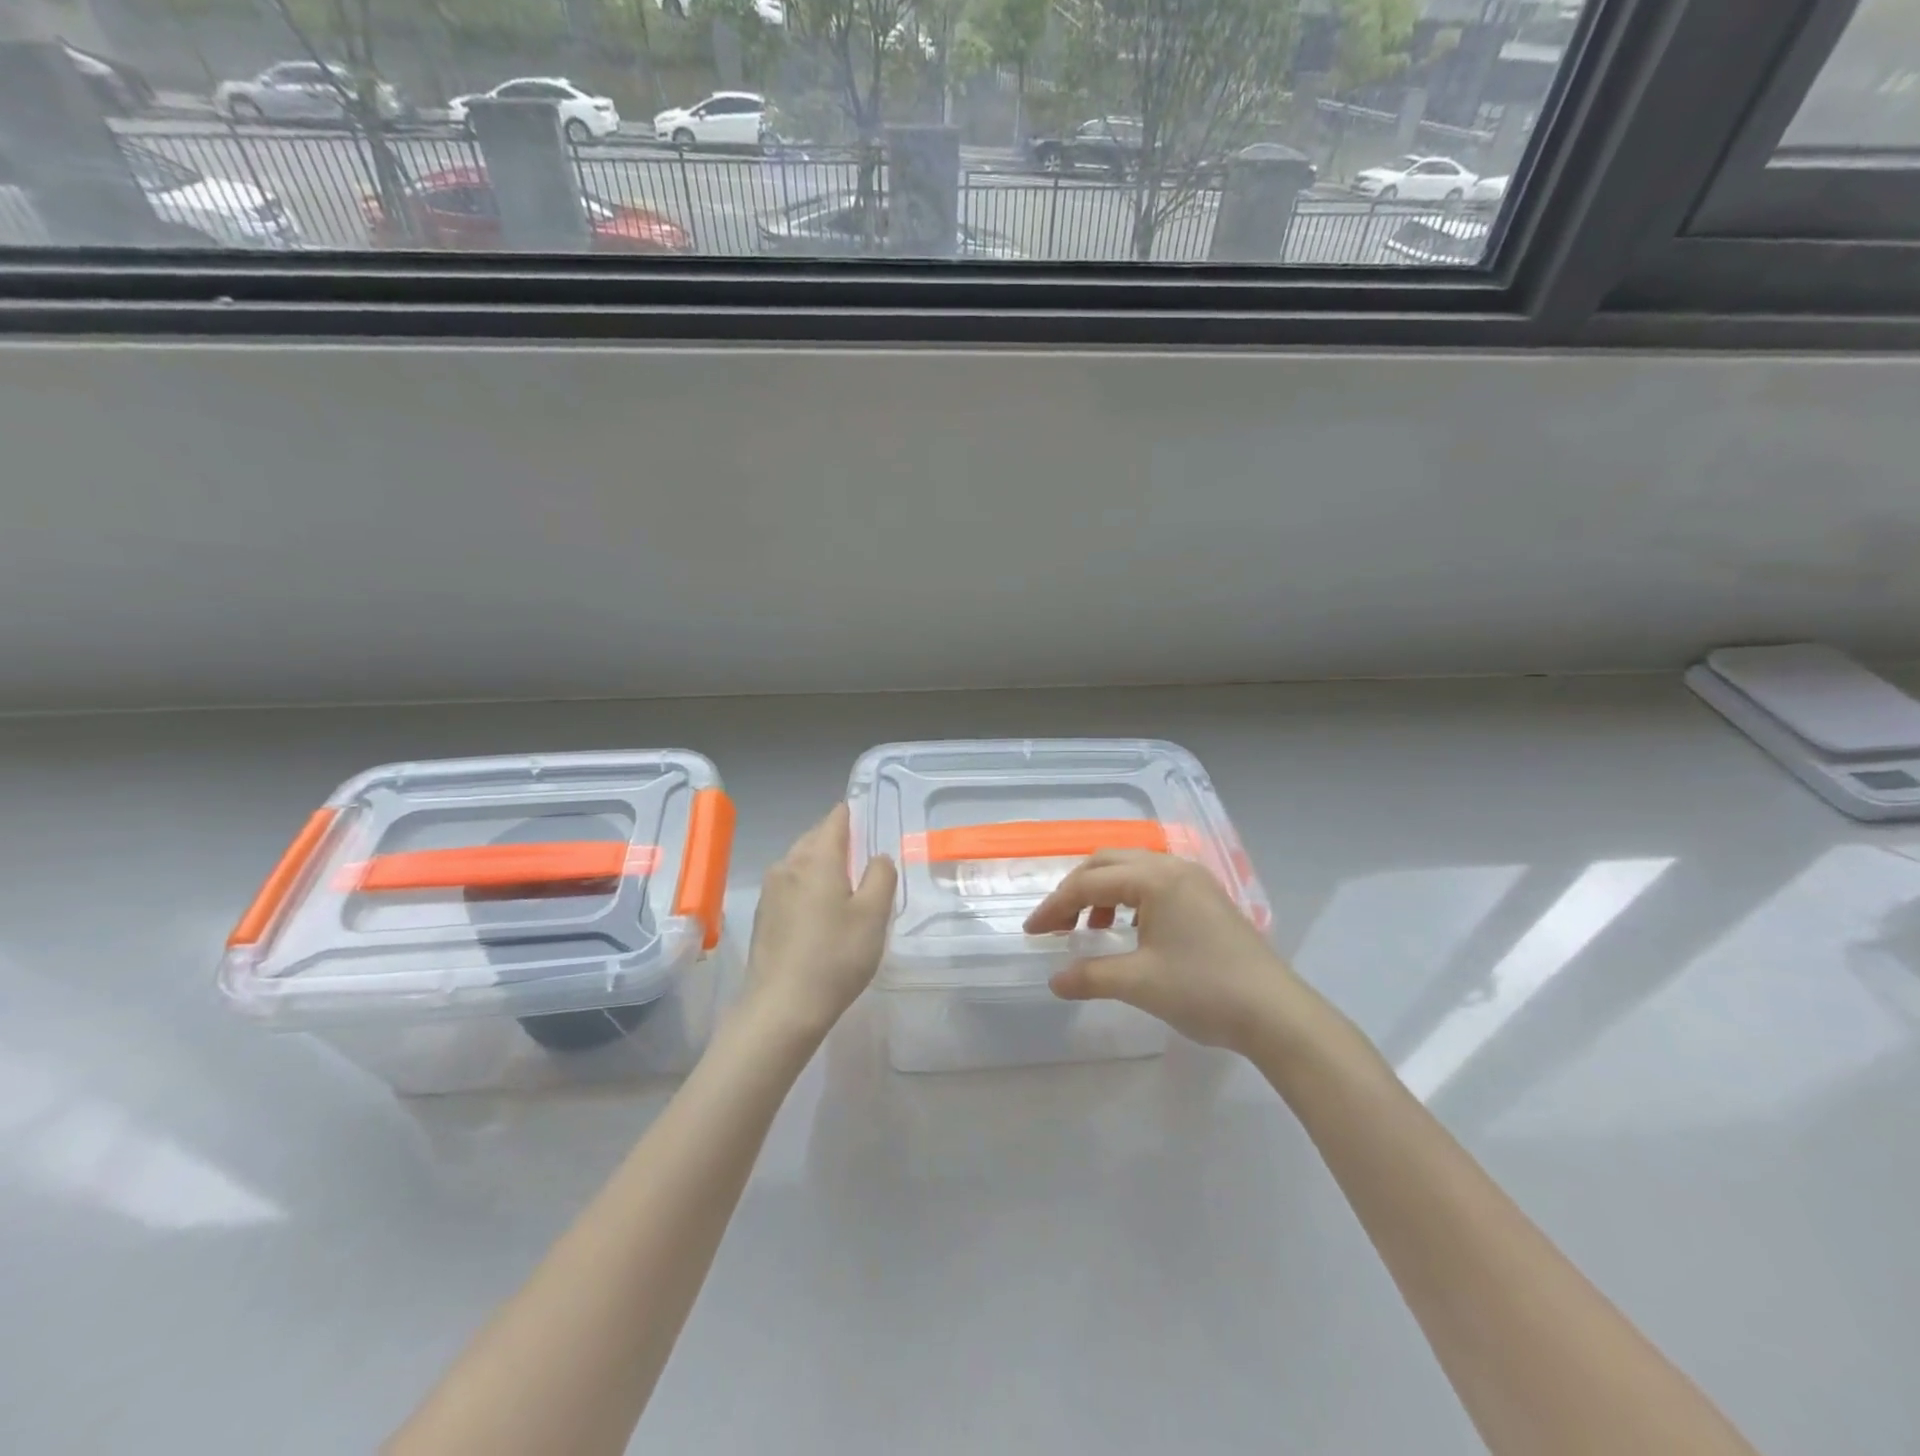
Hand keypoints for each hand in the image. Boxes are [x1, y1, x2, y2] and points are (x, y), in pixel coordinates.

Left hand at [742, 804, 896, 1039]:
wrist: (781, 1008)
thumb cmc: (835, 957)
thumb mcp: (873, 915)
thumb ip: (881, 876)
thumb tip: (877, 857)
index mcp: (817, 858)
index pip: (836, 820)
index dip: (854, 814)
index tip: (870, 818)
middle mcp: (788, 865)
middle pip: (815, 838)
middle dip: (838, 840)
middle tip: (865, 856)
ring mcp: (771, 891)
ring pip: (800, 862)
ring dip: (822, 865)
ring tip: (846, 884)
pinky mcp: (764, 916)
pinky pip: (791, 886)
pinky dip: (808, 887)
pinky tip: (821, 911)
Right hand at [1023, 850, 1310, 1055]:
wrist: (1277, 1014)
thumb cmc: (1204, 990)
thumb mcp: (1139, 983)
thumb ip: (1090, 976)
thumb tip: (1055, 980)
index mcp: (1154, 878)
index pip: (1089, 883)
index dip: (1054, 907)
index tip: (1032, 933)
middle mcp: (1173, 867)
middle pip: (1108, 863)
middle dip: (1075, 891)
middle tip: (1055, 924)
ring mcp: (1194, 880)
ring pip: (1132, 871)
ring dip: (1103, 894)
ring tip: (1091, 930)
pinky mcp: (1206, 898)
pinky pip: (1154, 885)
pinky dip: (1129, 901)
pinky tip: (1128, 932)